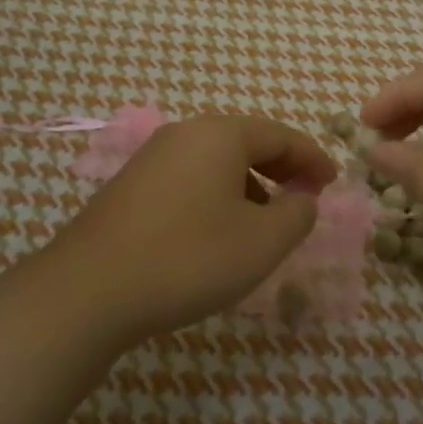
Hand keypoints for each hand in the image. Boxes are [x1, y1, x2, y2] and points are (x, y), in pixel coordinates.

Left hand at [46, 115, 336, 347]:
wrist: (89, 289)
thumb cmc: (189, 258)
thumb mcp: (262, 242)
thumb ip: (297, 214)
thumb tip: (302, 199)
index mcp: (220, 134)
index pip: (280, 134)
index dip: (312, 157)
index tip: (332, 183)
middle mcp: (184, 134)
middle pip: (246, 141)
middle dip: (281, 168)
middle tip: (305, 196)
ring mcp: (152, 158)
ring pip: (216, 162)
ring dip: (249, 184)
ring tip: (264, 221)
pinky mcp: (130, 186)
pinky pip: (189, 179)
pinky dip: (217, 195)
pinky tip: (217, 232)